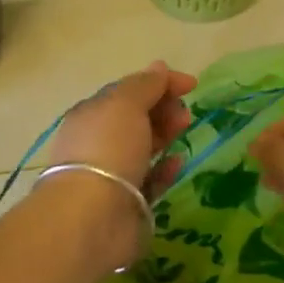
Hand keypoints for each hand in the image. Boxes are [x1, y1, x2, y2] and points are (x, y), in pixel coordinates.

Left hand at [49, 60, 196, 201]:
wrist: (93, 216)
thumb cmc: (108, 148)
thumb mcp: (126, 103)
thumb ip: (146, 85)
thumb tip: (159, 66)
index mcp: (92, 114)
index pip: (128, 91)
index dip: (158, 83)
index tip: (191, 85)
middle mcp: (99, 141)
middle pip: (137, 118)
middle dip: (163, 109)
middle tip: (184, 114)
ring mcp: (113, 174)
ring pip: (144, 147)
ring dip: (166, 134)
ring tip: (185, 129)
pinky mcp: (128, 203)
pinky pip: (151, 180)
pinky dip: (165, 168)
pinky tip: (177, 162)